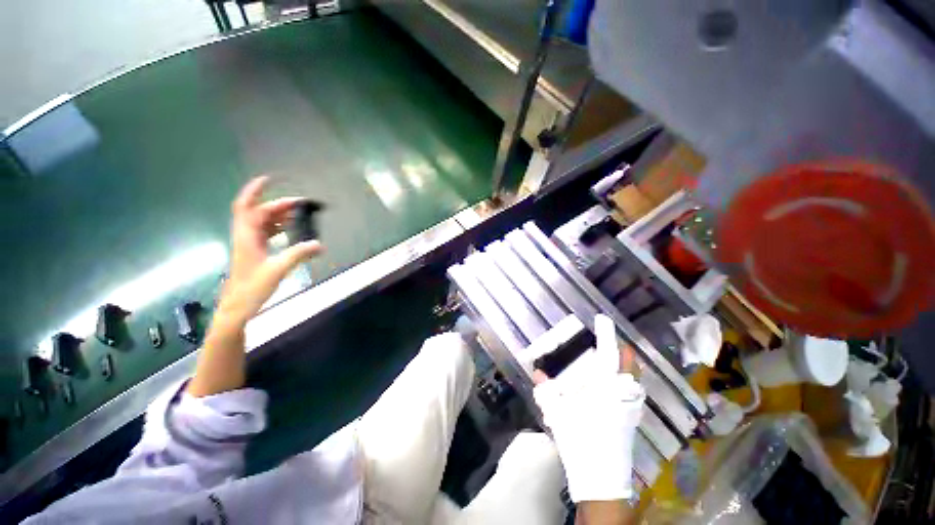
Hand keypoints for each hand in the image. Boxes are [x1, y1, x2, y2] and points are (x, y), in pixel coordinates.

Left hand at [219, 176, 323, 324]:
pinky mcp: (255, 253)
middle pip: (259, 213)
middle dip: (278, 205)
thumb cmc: (252, 288)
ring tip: (299, 215)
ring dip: (278, 216)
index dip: (255, 191)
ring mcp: (250, 245)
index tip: (269, 179)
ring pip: (262, 223)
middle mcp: (246, 236)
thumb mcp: (278, 270)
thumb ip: (299, 254)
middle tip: (301, 204)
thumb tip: (320, 244)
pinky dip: (278, 228)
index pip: (247, 207)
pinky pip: (267, 233)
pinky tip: (291, 232)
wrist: (237, 307)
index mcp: (247, 236)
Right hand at [533, 314, 643, 503]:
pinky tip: (613, 385)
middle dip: (622, 349)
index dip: (606, 335)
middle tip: (608, 342)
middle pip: (630, 365)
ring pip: (634, 378)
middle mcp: (623, 394)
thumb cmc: (581, 442)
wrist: (601, 479)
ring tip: (611, 359)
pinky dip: (626, 381)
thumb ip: (547, 391)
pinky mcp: (632, 420)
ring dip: (625, 364)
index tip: (602, 318)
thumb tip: (537, 373)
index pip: (609, 355)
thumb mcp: (558, 414)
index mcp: (606, 389)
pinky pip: (633, 391)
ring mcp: (631, 408)